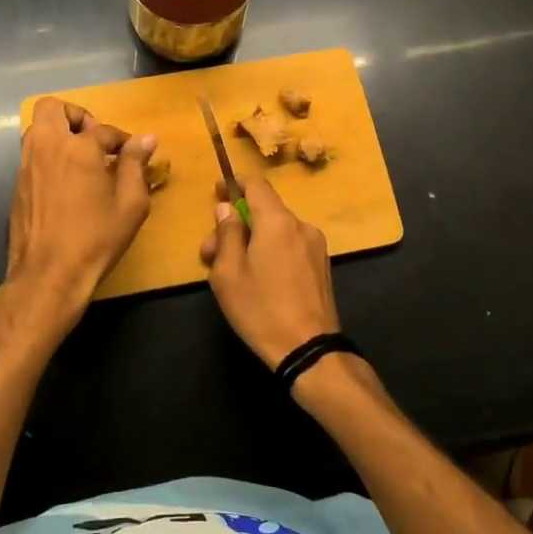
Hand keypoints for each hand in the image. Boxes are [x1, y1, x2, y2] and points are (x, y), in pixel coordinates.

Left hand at [6, 97, 156, 306]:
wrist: (49, 274)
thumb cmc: (96, 239)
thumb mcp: (130, 204)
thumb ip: (136, 165)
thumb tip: (145, 138)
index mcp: (77, 148)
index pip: (103, 129)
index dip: (121, 139)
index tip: (132, 153)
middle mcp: (46, 148)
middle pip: (52, 108)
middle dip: (76, 116)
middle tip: (94, 140)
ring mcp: (26, 166)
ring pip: (36, 129)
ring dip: (58, 133)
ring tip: (81, 160)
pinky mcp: (17, 186)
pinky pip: (31, 155)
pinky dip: (48, 156)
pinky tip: (66, 183)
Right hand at [198, 173, 341, 369]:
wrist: (309, 349)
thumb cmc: (261, 309)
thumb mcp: (228, 272)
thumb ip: (227, 234)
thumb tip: (226, 208)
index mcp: (278, 222)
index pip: (257, 185)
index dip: (235, 184)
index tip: (217, 191)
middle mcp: (301, 226)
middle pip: (264, 211)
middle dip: (236, 225)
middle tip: (210, 253)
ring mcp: (316, 246)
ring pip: (277, 231)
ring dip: (252, 241)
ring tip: (233, 271)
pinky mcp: (322, 266)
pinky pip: (290, 246)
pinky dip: (271, 251)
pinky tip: (259, 279)